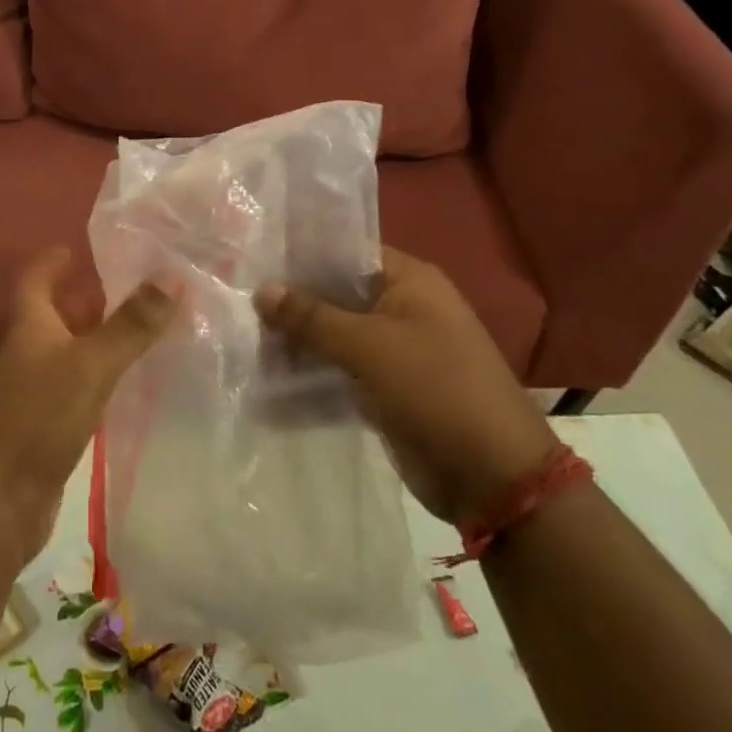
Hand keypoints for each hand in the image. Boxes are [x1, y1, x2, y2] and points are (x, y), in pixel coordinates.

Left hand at [0, 249, 179, 566]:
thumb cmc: (36, 420)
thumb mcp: (90, 365)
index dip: (51, 262)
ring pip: (68, 356)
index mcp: (28, 329)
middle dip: (87, 301)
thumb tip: (172, 275)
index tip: (75, 248)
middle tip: (131, 289)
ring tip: (141, 332)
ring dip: (98, 342)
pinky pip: (75, 392)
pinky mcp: (43, 431)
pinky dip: (99, 381)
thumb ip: (130, 325)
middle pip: (54, 317)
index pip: (35, 281)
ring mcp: (32, 395)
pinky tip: (127, 388)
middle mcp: (26, 356)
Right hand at [256, 247, 558, 524]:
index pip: (346, 253)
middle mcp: (401, 309)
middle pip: (335, 296)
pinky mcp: (385, 390)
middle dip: (291, 305)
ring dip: (296, 344)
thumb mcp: (369, 346)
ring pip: (334, 337)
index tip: (255, 260)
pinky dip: (310, 378)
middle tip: (238, 305)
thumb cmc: (435, 390)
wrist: (493, 478)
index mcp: (409, 281)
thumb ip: (312, 317)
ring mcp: (394, 352)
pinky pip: (339, 374)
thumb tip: (262, 289)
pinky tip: (267, 383)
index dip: (302, 256)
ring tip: (242, 344)